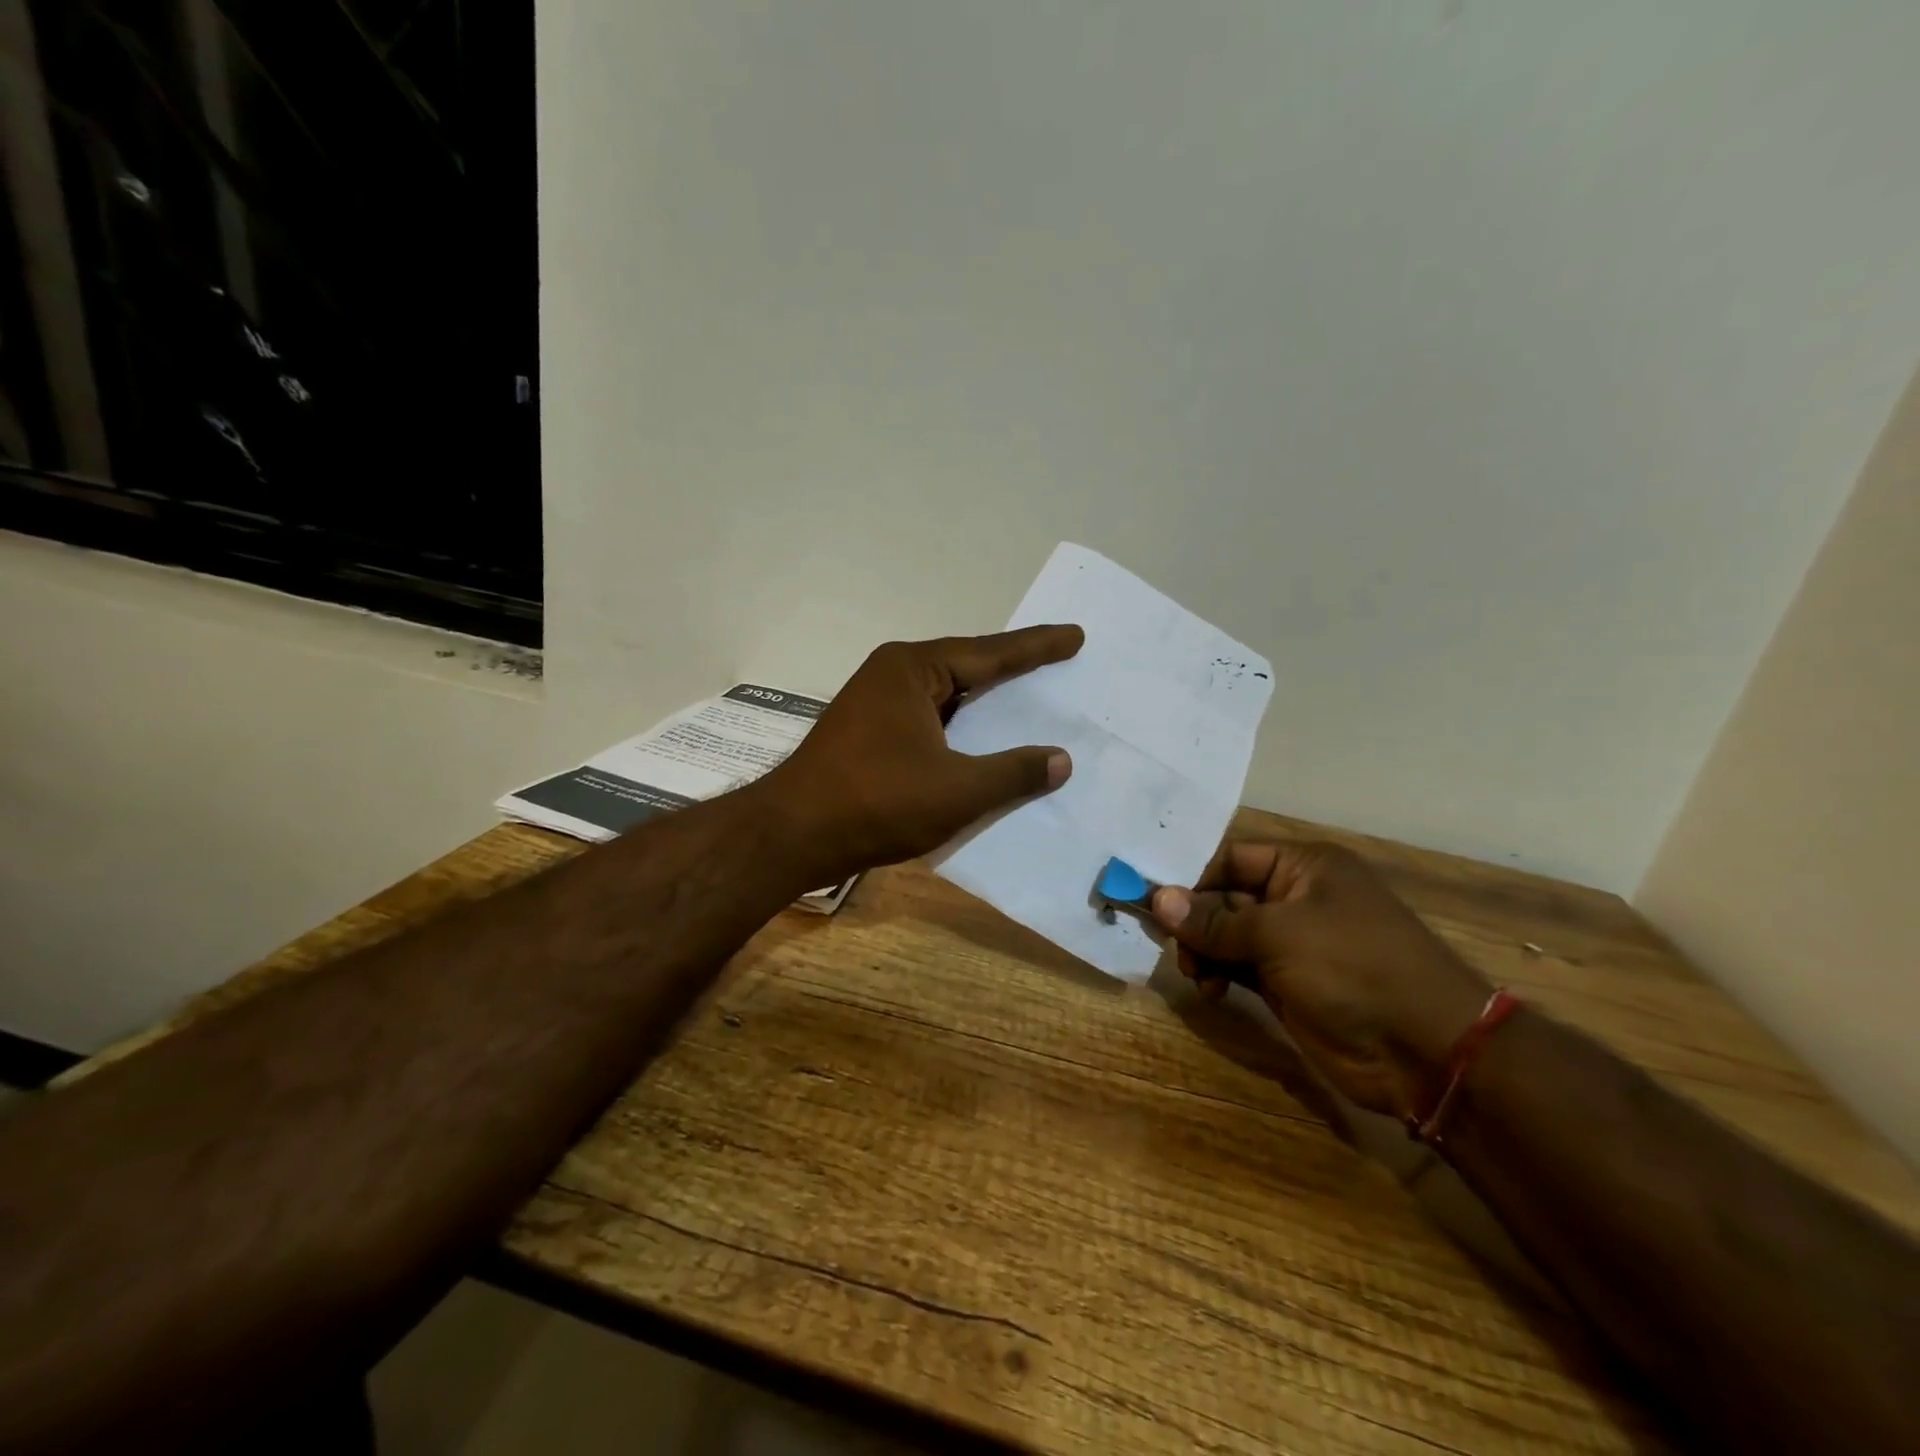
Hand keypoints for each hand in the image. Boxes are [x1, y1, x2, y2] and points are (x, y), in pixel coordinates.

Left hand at [765, 627, 1083, 881]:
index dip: (1037, 647)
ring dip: (985, 703)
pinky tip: (983, 742)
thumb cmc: (876, 802)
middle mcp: (893, 675)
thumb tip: (1060, 760)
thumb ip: (1012, 772)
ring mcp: (876, 704)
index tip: (1075, 637)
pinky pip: (930, 721)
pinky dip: (961, 729)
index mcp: (913, 669)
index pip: (990, 653)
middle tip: (1059, 662)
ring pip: (947, 697)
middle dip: (1013, 670)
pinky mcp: (869, 734)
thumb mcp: (956, 790)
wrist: (792, 835)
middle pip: (967, 668)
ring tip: (1030, 700)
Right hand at [1151, 841, 1491, 1119]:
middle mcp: (1297, 897)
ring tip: (1197, 974)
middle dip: (1195, 920)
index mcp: (1304, 867)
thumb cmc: (1353, 968)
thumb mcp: (1278, 935)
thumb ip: (1214, 920)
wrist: (1425, 1052)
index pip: (1231, 858)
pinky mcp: (1290, 982)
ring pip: (1228, 934)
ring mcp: (1294, 942)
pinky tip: (1213, 990)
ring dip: (1204, 951)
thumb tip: (1158, 899)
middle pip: (1225, 896)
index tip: (1153, 901)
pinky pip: (1240, 966)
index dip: (1192, 877)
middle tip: (1171, 944)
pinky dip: (1220, 974)